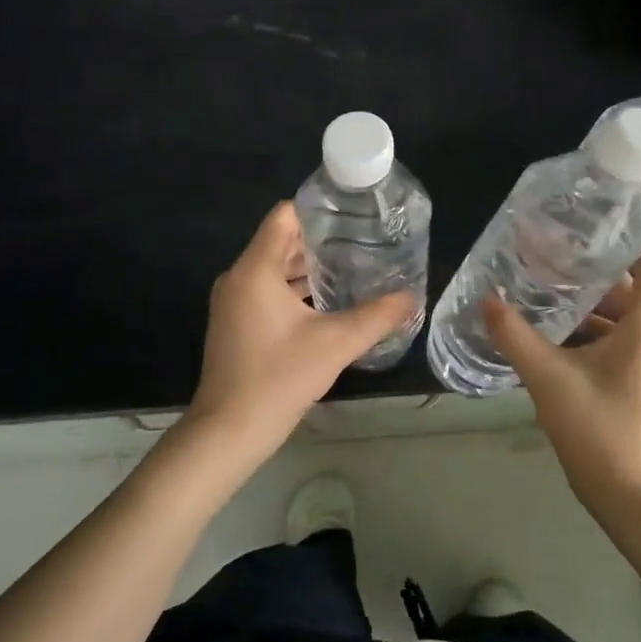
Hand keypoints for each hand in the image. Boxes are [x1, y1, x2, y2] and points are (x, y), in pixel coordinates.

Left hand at [186, 202, 418, 469]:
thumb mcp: (335, 344)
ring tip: (351, 268)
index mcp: (256, 269)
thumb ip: (376, 317)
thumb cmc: (278, 378)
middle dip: (321, 240)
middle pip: (281, 241)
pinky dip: (294, 289)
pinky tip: (326, 303)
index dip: (317, 210)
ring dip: (308, 267)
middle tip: (362, 242)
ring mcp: (233, 301)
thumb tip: (412, 297)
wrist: (228, 431)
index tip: (352, 215)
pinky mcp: (235, 322)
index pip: (284, 216)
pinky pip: (266, 290)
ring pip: (274, 268)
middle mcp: (239, 277)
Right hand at [483, 244, 640, 513]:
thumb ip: (515, 335)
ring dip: (586, 297)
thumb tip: (486, 299)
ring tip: (543, 282)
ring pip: (620, 310)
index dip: (629, 236)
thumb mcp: (548, 377)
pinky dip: (588, 324)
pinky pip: (615, 334)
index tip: (589, 225)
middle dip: (592, 265)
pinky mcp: (634, 376)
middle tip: (549, 250)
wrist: (630, 495)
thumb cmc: (599, 429)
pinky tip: (550, 326)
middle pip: (632, 282)